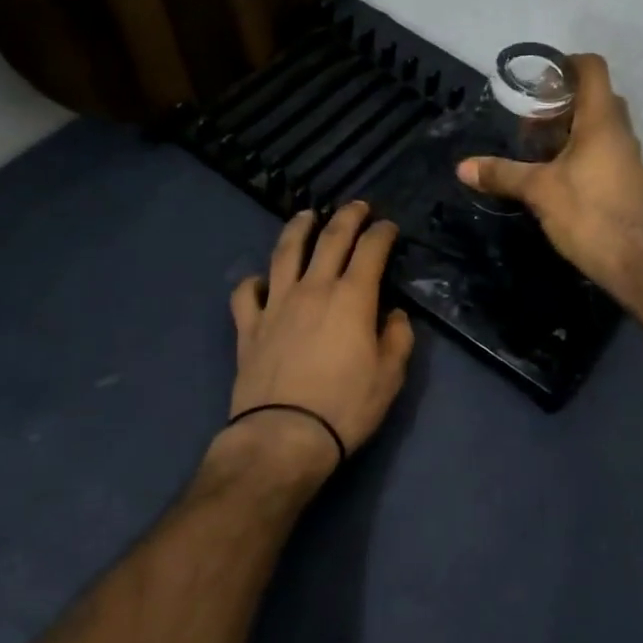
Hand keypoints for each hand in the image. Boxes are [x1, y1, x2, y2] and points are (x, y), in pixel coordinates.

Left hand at [224, 204, 415, 480]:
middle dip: (346, 216)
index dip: (382, 233)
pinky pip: (245, 293)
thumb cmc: (346, 406)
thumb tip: (394, 314)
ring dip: (298, 228)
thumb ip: (397, 338)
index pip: (370, 250)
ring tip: (306, 215)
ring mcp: (276, 304)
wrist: (284, 436)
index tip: (388, 226)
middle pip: (330, 239)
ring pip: (285, 253)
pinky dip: (252, 282)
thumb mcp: (390, 376)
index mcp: (352, 297)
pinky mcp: (249, 326)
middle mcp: (313, 289)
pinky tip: (260, 281)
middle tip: (356, 205)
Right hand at [458, 53, 642, 292]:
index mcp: (601, 123)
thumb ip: (502, 174)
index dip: (568, 64)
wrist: (631, 262)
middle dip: (564, 101)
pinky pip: (607, 151)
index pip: (593, 70)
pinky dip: (584, 150)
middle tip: (533, 119)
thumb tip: (463, 167)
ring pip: (603, 127)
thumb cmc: (585, 214)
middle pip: (597, 98)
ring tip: (541, 148)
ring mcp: (630, 158)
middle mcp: (621, 133)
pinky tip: (560, 174)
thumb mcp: (537, 190)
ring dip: (574, 128)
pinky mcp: (630, 182)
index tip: (543, 77)